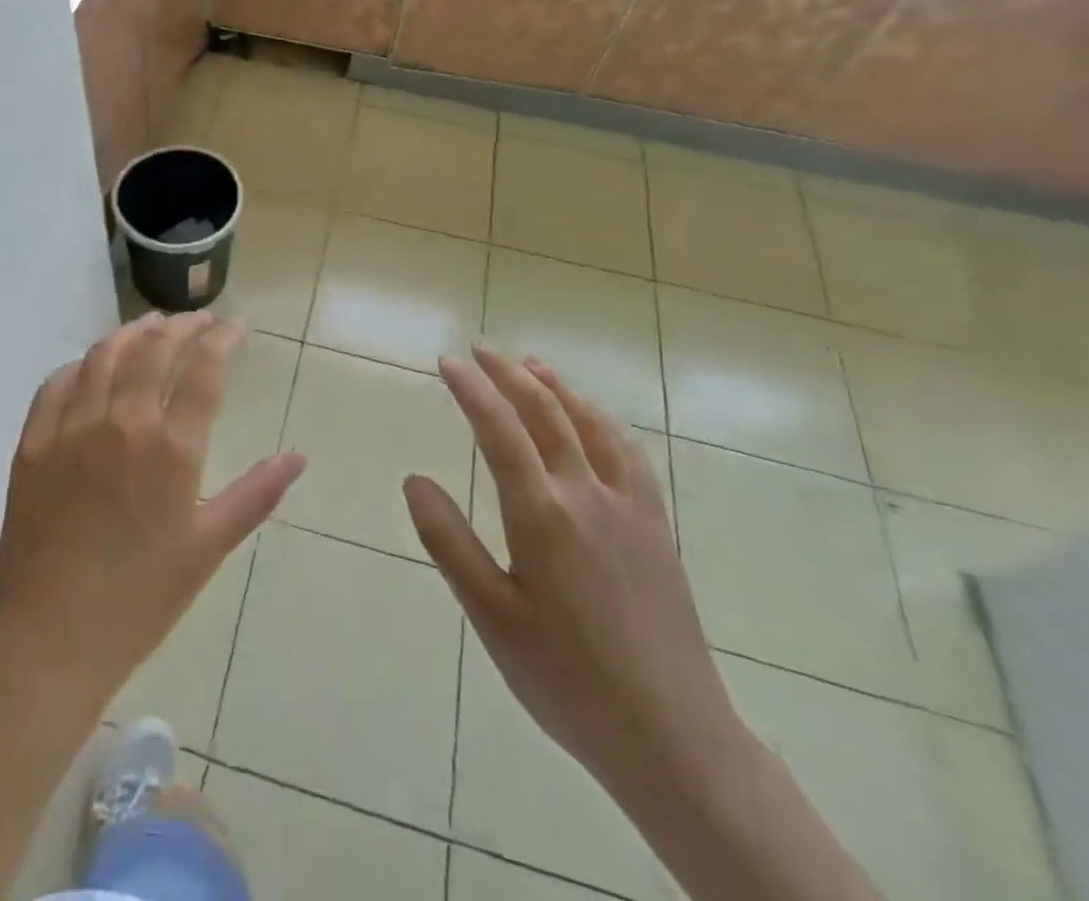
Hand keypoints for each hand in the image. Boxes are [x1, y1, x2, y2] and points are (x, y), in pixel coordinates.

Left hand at [0, 312, 306, 709]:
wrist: (50, 639)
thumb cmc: (140, 599)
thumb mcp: (208, 548)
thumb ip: (255, 494)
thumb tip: (299, 457)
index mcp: (171, 448)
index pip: (204, 370)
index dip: (224, 339)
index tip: (236, 327)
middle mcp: (122, 422)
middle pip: (155, 349)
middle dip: (183, 325)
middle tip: (200, 320)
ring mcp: (72, 428)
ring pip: (105, 355)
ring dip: (133, 332)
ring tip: (152, 325)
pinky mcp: (33, 442)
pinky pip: (57, 383)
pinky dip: (82, 363)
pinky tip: (92, 363)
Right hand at [404, 347, 742, 797]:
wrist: (675, 738)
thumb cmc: (567, 679)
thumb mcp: (490, 616)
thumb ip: (448, 541)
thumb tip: (413, 479)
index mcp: (542, 513)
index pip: (499, 428)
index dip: (471, 388)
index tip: (447, 361)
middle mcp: (586, 494)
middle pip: (546, 411)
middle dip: (509, 373)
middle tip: (480, 350)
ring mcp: (629, 507)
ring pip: (591, 423)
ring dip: (557, 386)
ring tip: (530, 364)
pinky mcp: (656, 526)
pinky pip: (629, 451)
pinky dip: (602, 419)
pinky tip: (594, 418)